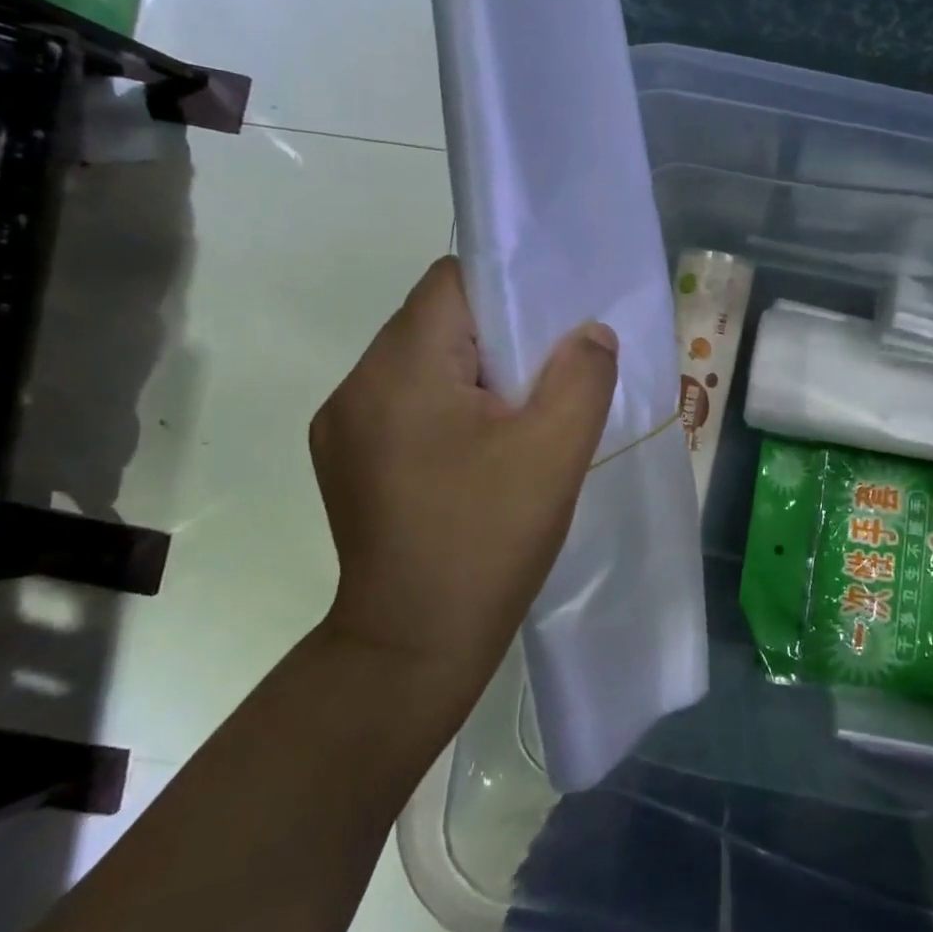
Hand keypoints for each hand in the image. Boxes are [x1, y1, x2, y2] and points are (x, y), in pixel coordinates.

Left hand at [309, 257, 617, 695]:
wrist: (412, 649)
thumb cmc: (487, 540)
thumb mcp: (555, 452)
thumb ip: (583, 375)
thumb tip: (589, 333)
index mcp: (400, 369)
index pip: (451, 282)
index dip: (508, 291)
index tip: (549, 331)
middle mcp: (357, 385)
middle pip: (435, 321)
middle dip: (496, 339)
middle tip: (544, 381)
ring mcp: (343, 427)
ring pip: (421, 364)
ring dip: (472, 376)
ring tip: (514, 422)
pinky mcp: (347, 461)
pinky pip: (405, 404)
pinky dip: (446, 408)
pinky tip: (476, 456)